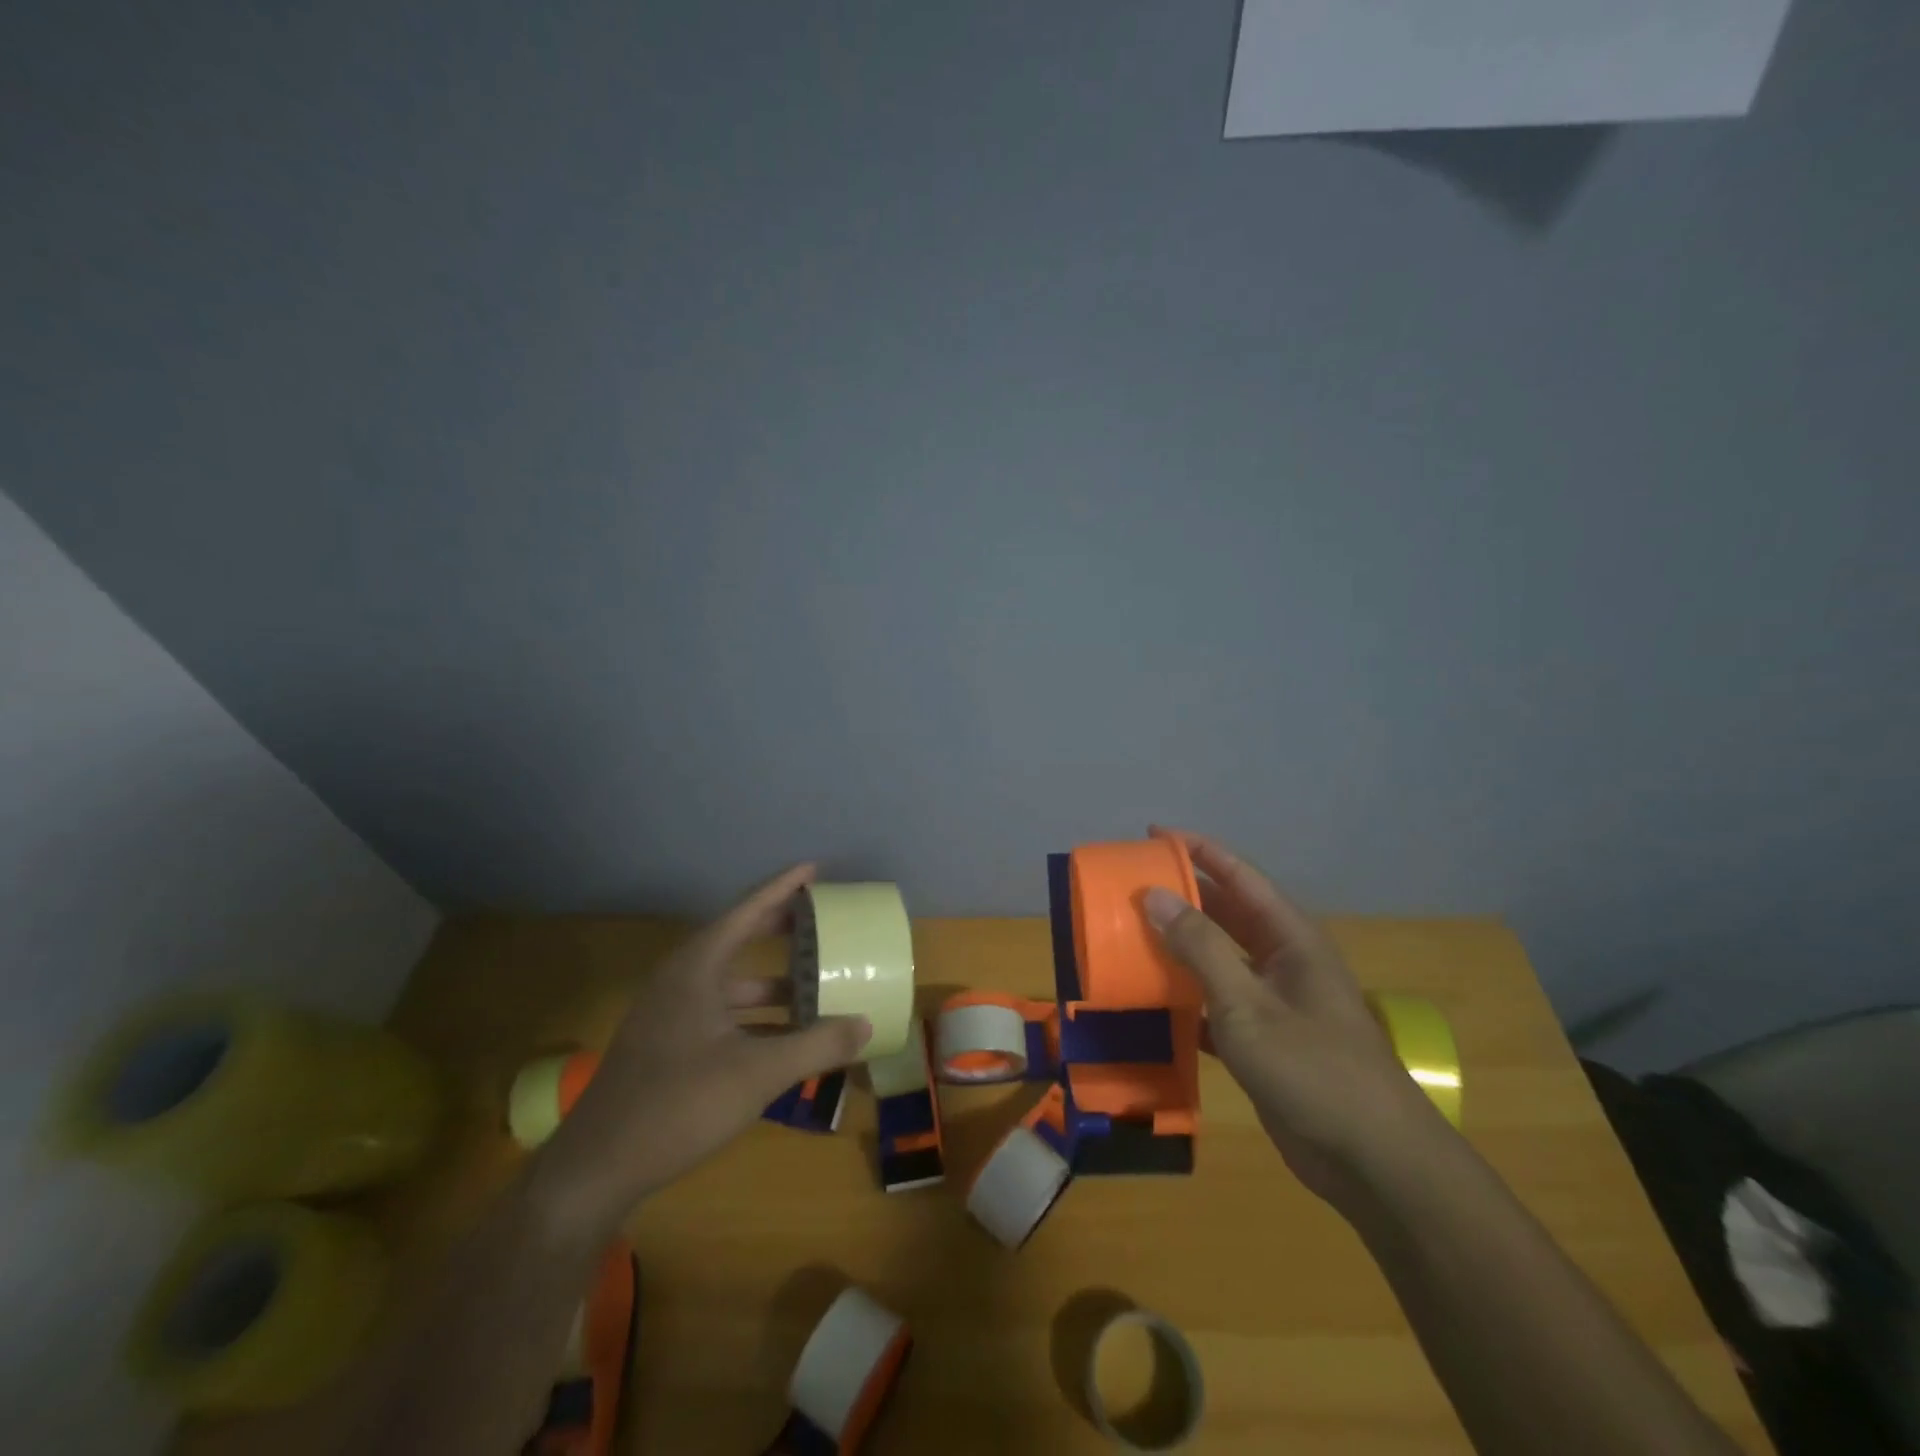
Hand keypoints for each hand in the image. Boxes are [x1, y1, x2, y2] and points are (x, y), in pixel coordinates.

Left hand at [529, 864, 871, 1235]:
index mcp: (696, 968)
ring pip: (729, 983)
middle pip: (736, 939)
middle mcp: (680, 981)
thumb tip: (866, 1024)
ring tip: (813, 985)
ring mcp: (668, 1015)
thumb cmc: (679, 1104)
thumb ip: (817, 1045)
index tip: (814, 869)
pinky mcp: (665, 1046)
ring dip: (770, 983)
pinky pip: (719, 1014)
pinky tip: (782, 1037)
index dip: (782, 888)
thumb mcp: (758, 1073)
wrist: (595, 1169)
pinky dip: (753, 1017)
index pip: (746, 911)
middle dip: (778, 929)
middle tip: (820, 921)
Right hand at [1142, 827, 1449, 1208]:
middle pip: (1226, 912)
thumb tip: (1154, 894)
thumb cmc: (1313, 1068)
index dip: (1198, 850)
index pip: (1239, 875)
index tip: (1152, 834)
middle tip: (1130, 886)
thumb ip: (1200, 947)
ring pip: (1219, 958)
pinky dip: (1185, 998)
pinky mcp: (1264, 1040)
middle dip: (1182, 896)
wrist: (1372, 1162)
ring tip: (1130, 934)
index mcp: (1290, 938)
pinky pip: (1215, 1003)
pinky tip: (1151, 1001)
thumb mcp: (1247, 1004)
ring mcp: (1274, 1002)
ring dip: (1179, 947)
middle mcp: (1282, 960)